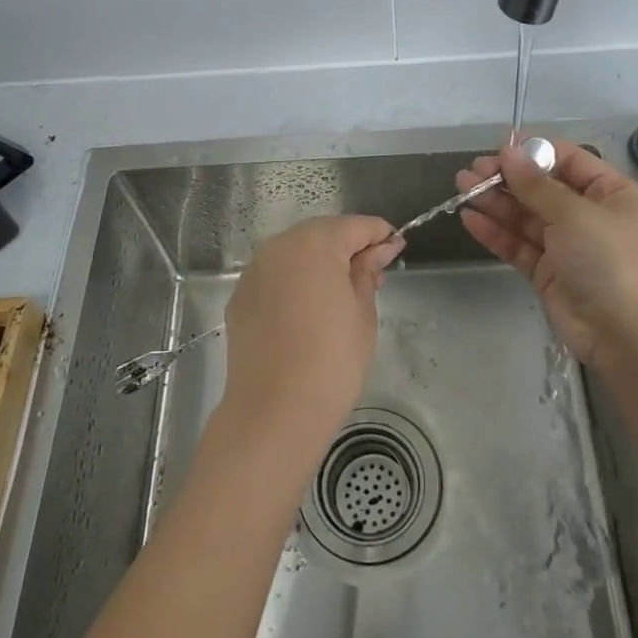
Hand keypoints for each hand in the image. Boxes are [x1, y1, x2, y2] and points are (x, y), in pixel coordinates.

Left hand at [218, 215, 401, 458]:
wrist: (274, 412)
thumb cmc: (332, 361)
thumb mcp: (362, 313)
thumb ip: (368, 272)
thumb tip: (380, 249)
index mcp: (315, 244)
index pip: (356, 226)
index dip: (380, 235)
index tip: (396, 251)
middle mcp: (279, 246)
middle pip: (322, 234)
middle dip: (348, 247)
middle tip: (371, 277)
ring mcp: (254, 271)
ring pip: (295, 253)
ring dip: (319, 264)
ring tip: (340, 296)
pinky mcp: (240, 297)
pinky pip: (275, 276)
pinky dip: (294, 282)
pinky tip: (307, 312)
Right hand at [457, 137, 637, 371]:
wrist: (623, 334)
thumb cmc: (608, 260)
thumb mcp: (574, 214)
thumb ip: (535, 185)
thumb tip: (507, 152)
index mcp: (610, 193)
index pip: (567, 160)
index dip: (533, 153)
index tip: (499, 150)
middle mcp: (589, 214)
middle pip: (541, 188)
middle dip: (507, 178)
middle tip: (472, 171)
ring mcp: (567, 244)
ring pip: (525, 215)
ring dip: (495, 201)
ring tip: (462, 187)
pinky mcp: (548, 270)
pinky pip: (518, 244)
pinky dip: (496, 231)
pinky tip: (470, 218)